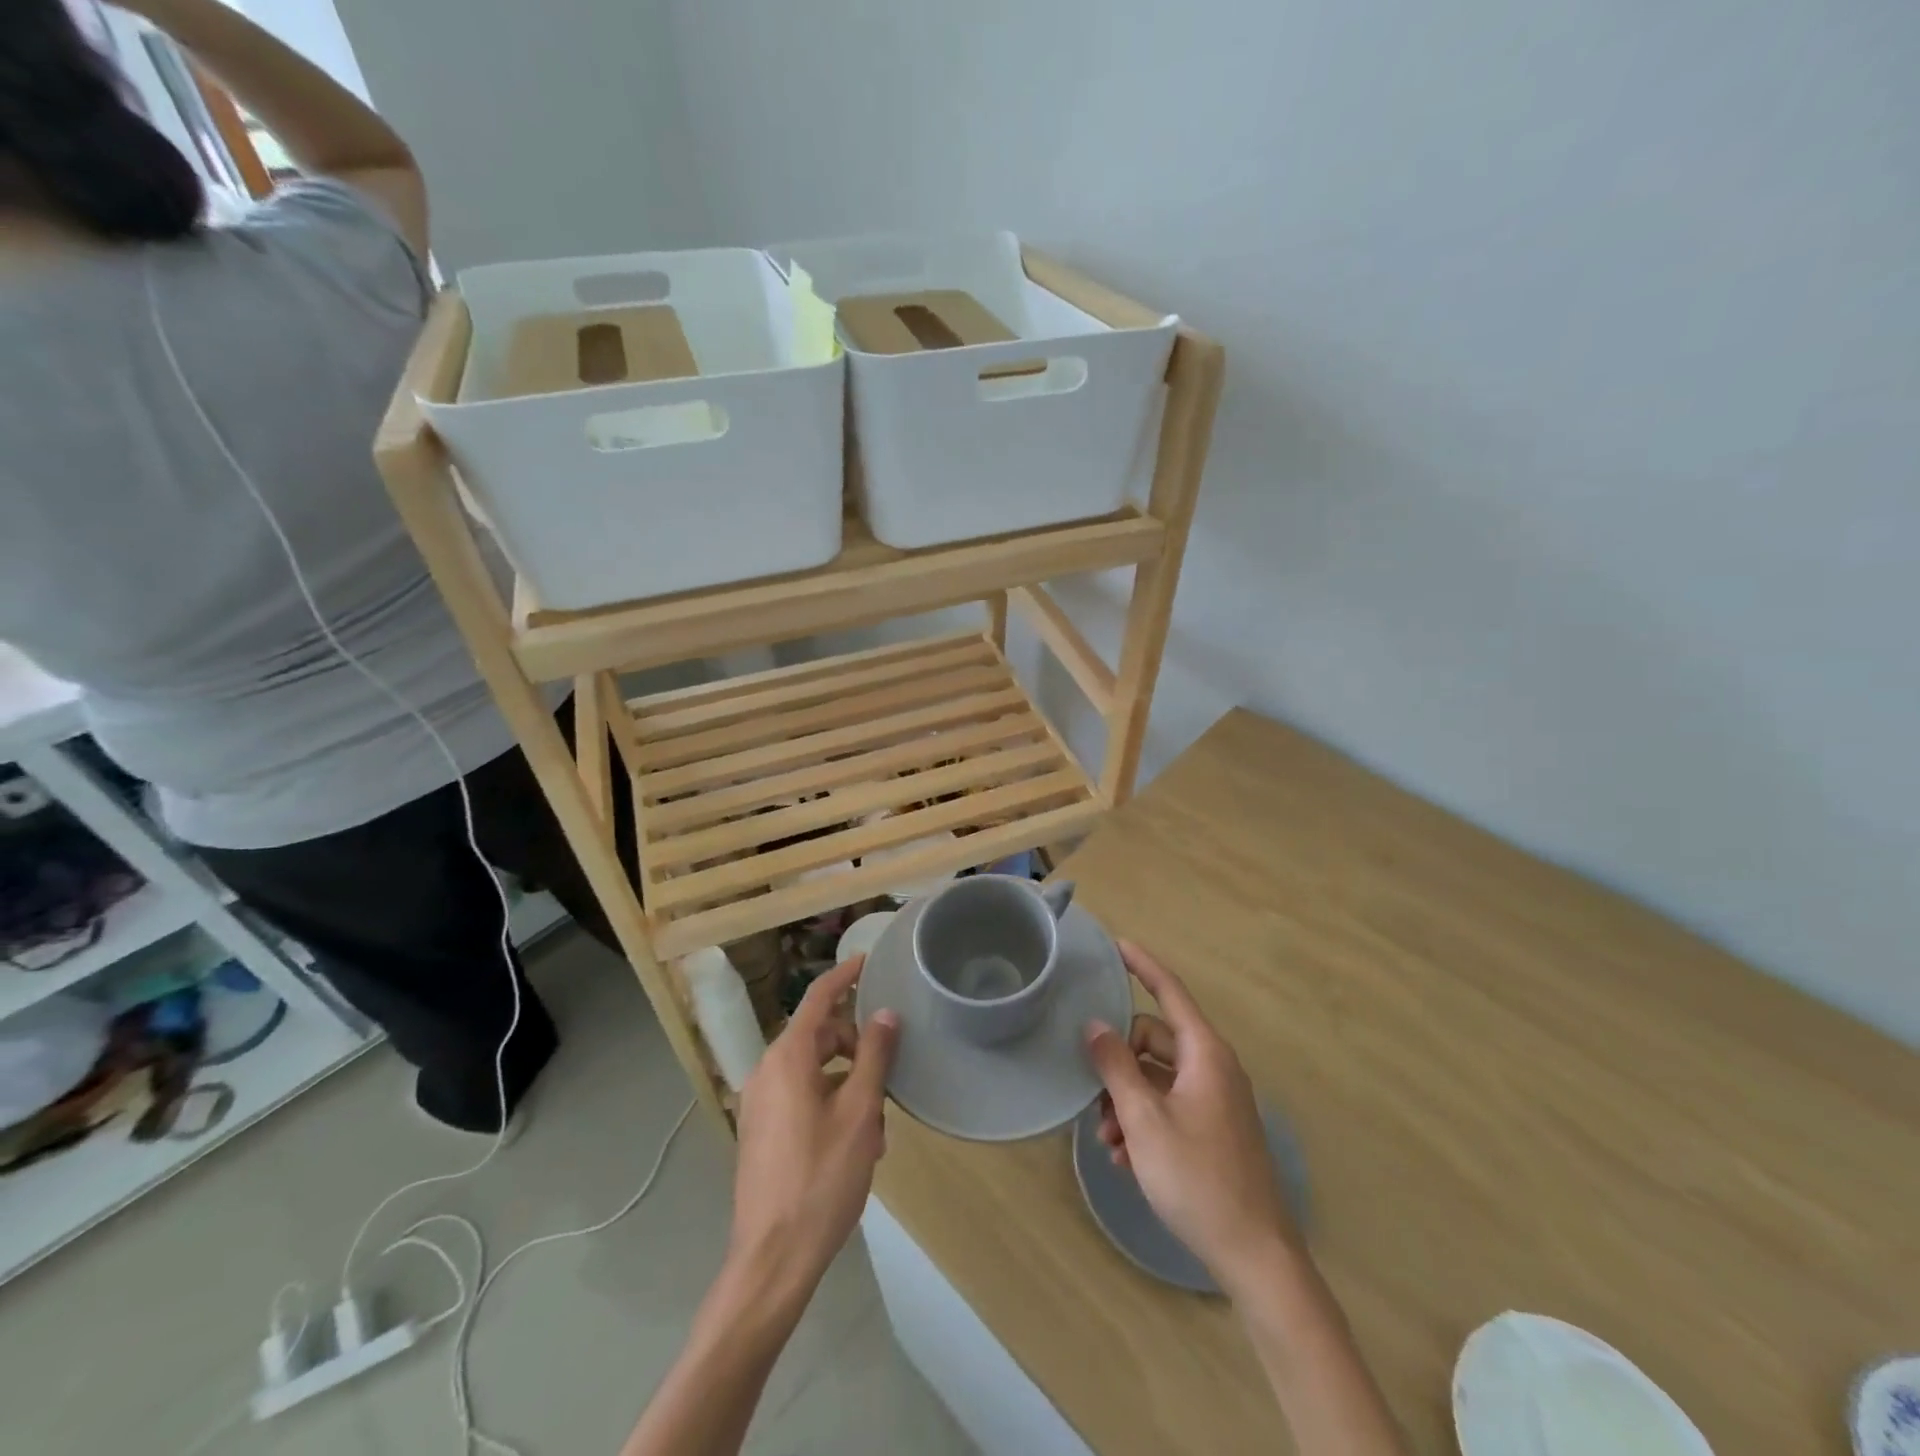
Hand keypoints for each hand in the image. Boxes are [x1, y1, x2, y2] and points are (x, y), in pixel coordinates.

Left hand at [729, 955, 898, 1287]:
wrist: (772, 1259)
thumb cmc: (821, 1178)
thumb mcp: (860, 1113)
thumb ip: (873, 1056)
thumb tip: (884, 1013)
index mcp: (787, 1058)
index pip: (819, 998)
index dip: (845, 976)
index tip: (869, 961)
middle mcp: (767, 1071)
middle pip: (819, 1036)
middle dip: (856, 1047)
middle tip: (888, 1075)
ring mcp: (760, 1103)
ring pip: (813, 1071)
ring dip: (848, 1083)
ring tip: (878, 1125)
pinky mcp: (761, 1132)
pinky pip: (801, 1098)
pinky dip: (830, 1103)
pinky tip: (856, 1143)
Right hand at [1086, 941, 1296, 1289]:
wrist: (1256, 1257)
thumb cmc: (1198, 1179)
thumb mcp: (1145, 1120)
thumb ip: (1116, 1067)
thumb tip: (1095, 1026)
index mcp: (1205, 1054)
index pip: (1169, 991)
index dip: (1142, 965)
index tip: (1117, 944)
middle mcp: (1213, 1068)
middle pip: (1153, 1040)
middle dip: (1118, 1064)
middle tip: (1093, 1098)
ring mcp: (1216, 1100)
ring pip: (1157, 1078)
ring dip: (1126, 1100)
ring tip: (1107, 1141)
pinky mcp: (1214, 1129)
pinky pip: (1170, 1106)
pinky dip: (1144, 1122)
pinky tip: (1126, 1159)